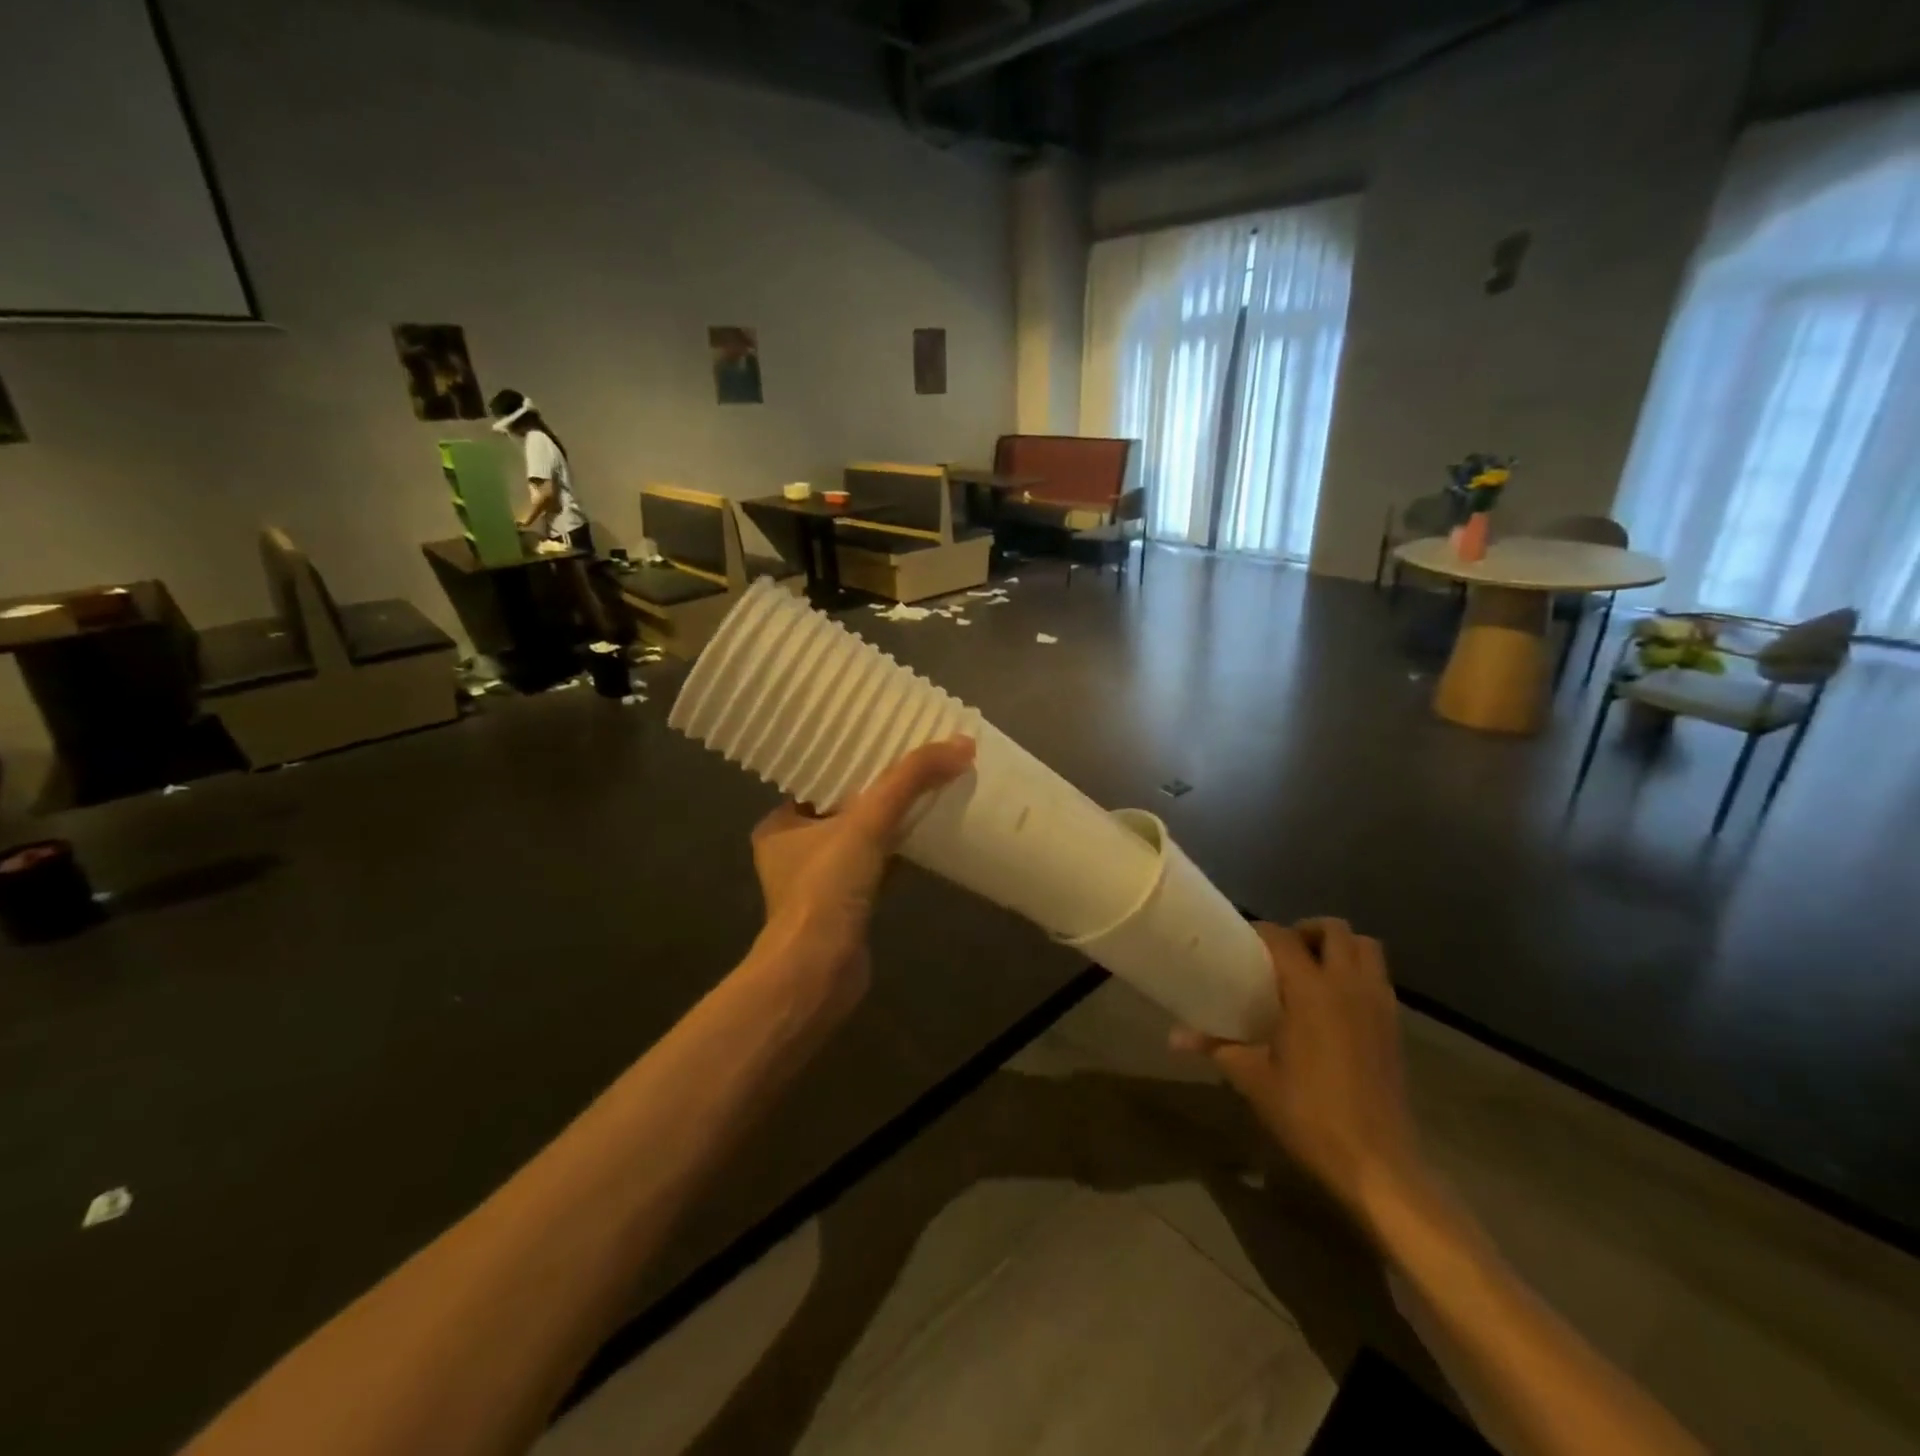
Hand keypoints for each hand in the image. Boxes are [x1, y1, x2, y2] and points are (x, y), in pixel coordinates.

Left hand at [748, 736, 975, 1003]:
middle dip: (879, 790)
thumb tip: (961, 744)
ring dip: (891, 822)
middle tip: (917, 764)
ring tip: (928, 792)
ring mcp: (820, 883)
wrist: (818, 973)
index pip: (820, 780)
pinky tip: (927, 839)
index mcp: (781, 824)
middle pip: (845, 808)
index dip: (855, 761)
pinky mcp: (846, 908)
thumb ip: (909, 781)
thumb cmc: (826, 890)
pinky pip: (875, 868)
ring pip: (862, 840)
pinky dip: (898, 853)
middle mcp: (795, 851)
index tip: (888, 741)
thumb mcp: (866, 823)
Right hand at [1173, 919, 1429, 1236]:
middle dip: (1308, 930)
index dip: (1261, 931)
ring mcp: (1379, 1005)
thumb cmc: (1309, 1114)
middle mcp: (1349, 986)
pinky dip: (1358, 974)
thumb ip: (1216, 1047)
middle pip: (1335, 930)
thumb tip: (1174, 1037)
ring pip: (1367, 948)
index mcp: (1311, 991)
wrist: (1377, 1164)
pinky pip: (1379, 979)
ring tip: (1313, 970)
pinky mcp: (1395, 1028)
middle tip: (1283, 953)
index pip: (1284, 938)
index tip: (1242, 942)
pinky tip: (1336, 1005)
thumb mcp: (1253, 1079)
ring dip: (1340, 948)